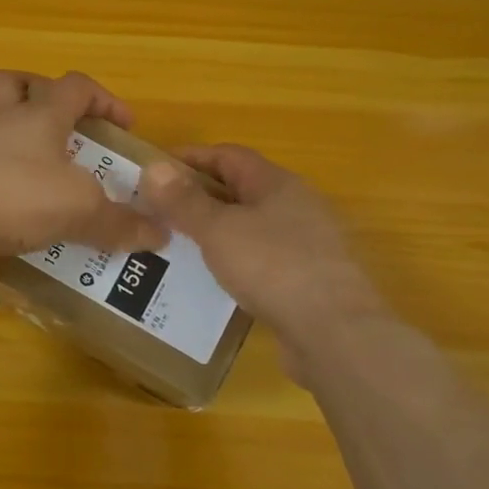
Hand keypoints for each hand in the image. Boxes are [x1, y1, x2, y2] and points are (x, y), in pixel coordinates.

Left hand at [0, 71, 167, 258]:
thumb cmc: (21, 199)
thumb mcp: (83, 212)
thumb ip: (121, 223)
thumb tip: (159, 234)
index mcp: (40, 118)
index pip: (76, 86)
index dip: (103, 98)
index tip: (122, 123)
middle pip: (12, 81)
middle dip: (33, 89)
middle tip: (49, 116)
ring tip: (0, 134)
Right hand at [141, 145, 388, 342]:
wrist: (335, 333)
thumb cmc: (274, 267)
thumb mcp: (219, 230)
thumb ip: (184, 201)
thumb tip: (153, 167)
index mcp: (277, 184)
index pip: (228, 156)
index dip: (190, 158)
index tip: (154, 171)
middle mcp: (296, 206)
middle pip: (240, 190)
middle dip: (198, 197)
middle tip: (157, 211)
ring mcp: (305, 244)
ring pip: (249, 227)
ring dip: (214, 231)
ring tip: (175, 245)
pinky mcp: (306, 280)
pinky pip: (260, 260)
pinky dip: (232, 262)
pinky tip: (210, 280)